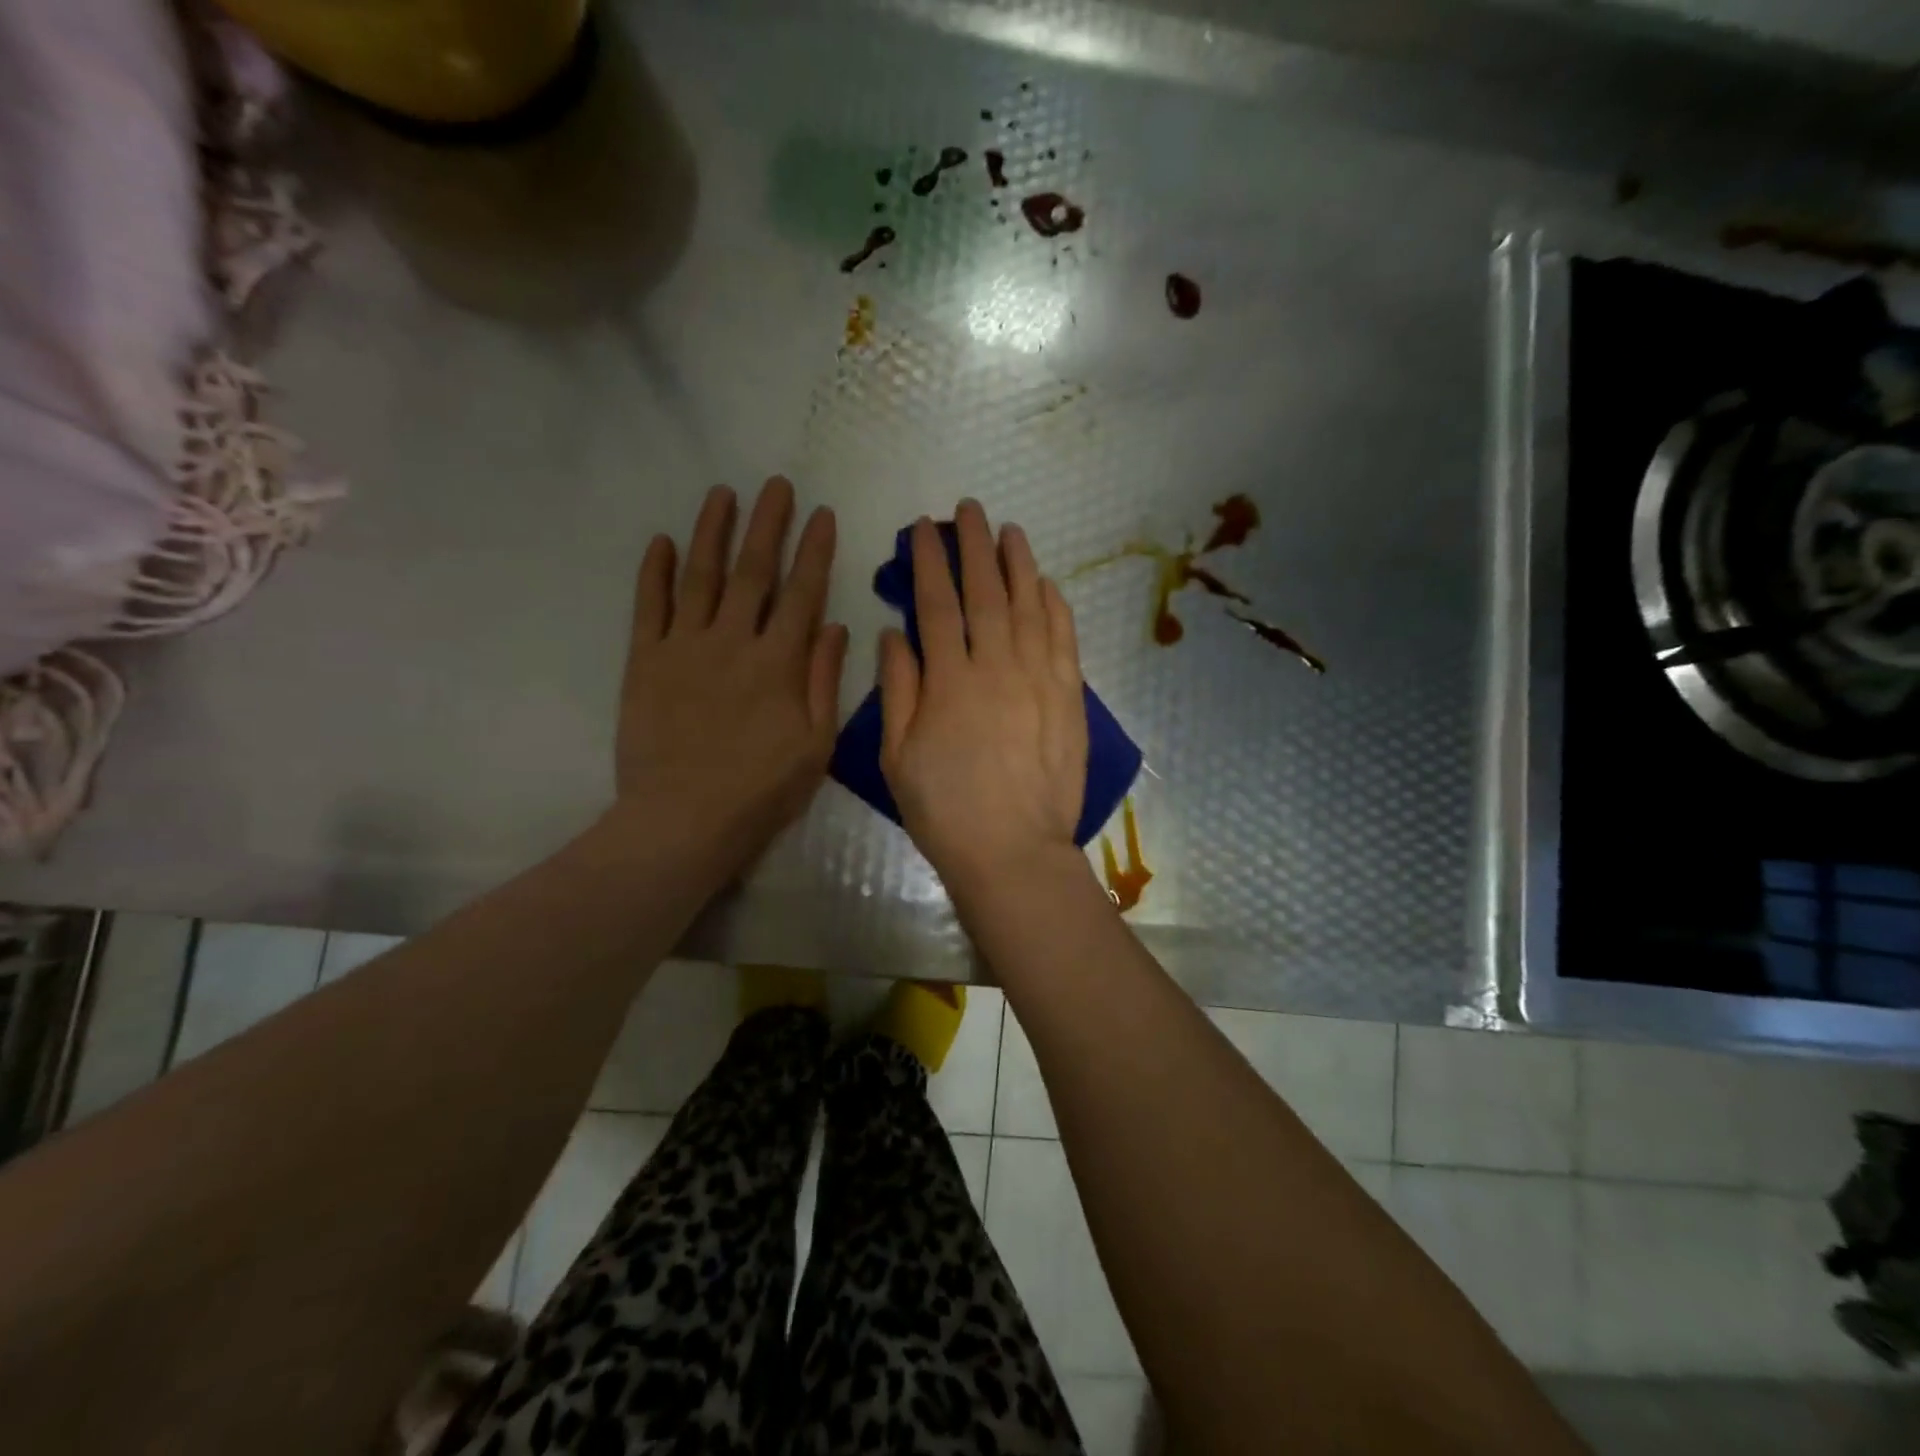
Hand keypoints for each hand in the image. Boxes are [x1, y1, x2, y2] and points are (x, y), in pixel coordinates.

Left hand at [612, 477, 847, 869]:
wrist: (684, 820)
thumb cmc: (761, 790)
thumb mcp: (815, 744)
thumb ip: (824, 681)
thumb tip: (835, 627)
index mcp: (779, 662)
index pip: (803, 592)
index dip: (814, 550)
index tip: (822, 513)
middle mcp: (732, 641)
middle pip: (753, 570)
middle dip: (768, 524)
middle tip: (776, 485)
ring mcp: (684, 647)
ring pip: (700, 576)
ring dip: (712, 531)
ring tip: (723, 493)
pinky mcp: (645, 662)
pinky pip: (649, 606)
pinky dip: (654, 572)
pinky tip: (660, 541)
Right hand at [879, 500, 1090, 901]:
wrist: (1012, 850)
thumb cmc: (944, 809)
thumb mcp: (897, 756)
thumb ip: (896, 689)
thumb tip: (893, 633)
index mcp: (948, 681)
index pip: (936, 604)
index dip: (928, 561)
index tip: (922, 529)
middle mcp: (996, 667)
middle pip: (985, 592)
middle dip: (974, 545)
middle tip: (969, 509)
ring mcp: (1039, 679)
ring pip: (1029, 606)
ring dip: (1018, 563)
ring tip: (1009, 531)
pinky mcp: (1070, 697)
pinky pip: (1064, 639)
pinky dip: (1055, 606)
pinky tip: (1047, 584)